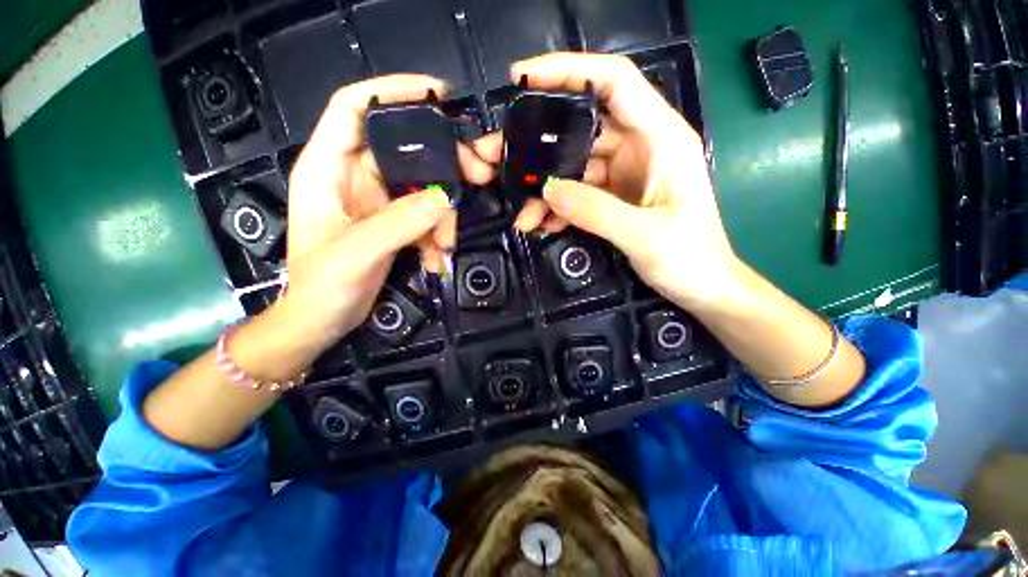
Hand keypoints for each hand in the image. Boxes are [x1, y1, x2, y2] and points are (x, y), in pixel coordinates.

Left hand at [279, 74, 493, 352]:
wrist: (323, 321)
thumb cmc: (321, 287)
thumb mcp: (356, 253)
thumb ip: (399, 223)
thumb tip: (443, 197)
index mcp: (327, 169)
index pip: (355, 108)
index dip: (391, 91)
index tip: (437, 94)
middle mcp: (353, 177)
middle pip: (405, 149)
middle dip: (443, 163)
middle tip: (477, 177)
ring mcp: (377, 202)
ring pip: (423, 188)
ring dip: (442, 216)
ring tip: (445, 246)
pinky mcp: (393, 224)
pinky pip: (425, 216)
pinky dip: (436, 235)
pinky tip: (435, 259)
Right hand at [475, 53, 739, 311]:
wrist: (703, 287)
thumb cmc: (690, 258)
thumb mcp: (645, 235)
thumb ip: (596, 210)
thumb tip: (548, 189)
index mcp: (660, 138)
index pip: (613, 82)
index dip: (569, 70)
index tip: (523, 79)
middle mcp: (640, 147)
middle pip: (580, 128)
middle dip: (538, 143)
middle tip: (499, 157)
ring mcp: (625, 174)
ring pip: (574, 167)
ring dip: (545, 189)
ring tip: (523, 214)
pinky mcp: (614, 197)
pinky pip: (578, 193)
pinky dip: (558, 206)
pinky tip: (543, 223)